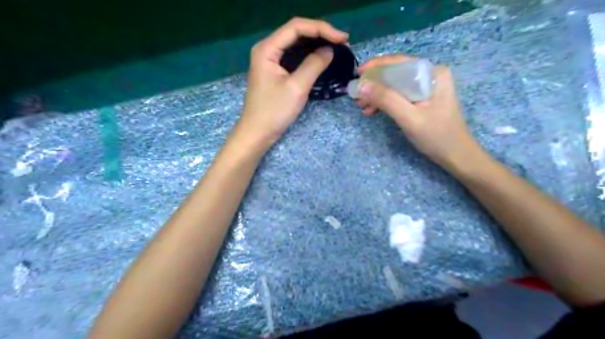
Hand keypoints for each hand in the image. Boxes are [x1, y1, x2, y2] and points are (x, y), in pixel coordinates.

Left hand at [236, 17, 349, 146]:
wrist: (258, 132)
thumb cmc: (274, 111)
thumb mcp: (297, 87)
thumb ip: (314, 65)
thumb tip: (329, 50)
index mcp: (267, 49)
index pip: (296, 27)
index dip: (322, 29)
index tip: (342, 39)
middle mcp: (267, 49)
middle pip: (296, 32)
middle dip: (320, 34)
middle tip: (342, 42)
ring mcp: (270, 60)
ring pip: (295, 44)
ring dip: (315, 43)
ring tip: (336, 47)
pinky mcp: (274, 71)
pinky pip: (293, 56)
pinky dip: (308, 55)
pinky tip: (321, 57)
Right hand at [355, 54, 481, 169]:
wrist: (456, 156)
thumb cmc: (437, 137)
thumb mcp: (409, 118)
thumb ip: (386, 100)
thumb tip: (361, 86)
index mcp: (433, 73)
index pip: (399, 62)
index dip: (376, 66)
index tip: (357, 75)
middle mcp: (430, 75)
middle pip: (396, 73)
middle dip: (374, 84)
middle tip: (357, 96)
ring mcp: (427, 88)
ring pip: (395, 85)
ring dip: (377, 95)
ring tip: (362, 106)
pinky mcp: (423, 99)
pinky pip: (399, 95)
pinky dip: (385, 102)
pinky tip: (373, 111)